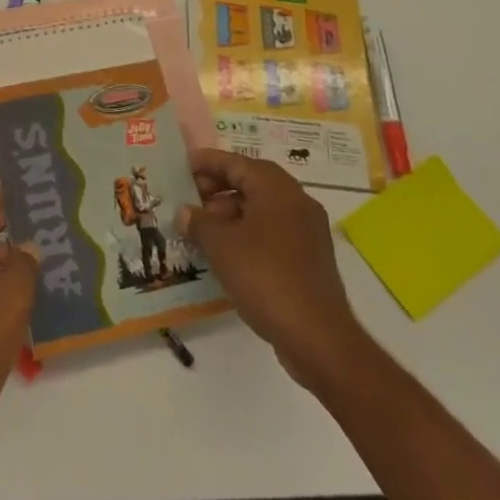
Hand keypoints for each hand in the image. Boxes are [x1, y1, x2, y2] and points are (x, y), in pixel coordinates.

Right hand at [179, 148, 364, 391]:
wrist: (317, 337)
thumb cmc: (265, 277)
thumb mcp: (221, 246)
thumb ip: (199, 222)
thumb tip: (186, 212)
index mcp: (276, 188)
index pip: (235, 162)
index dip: (207, 162)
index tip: (182, 165)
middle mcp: (296, 201)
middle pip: (251, 182)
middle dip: (218, 188)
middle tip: (189, 198)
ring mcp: (307, 230)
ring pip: (262, 208)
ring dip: (231, 212)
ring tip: (202, 228)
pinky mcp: (310, 257)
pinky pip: (272, 231)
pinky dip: (248, 233)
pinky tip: (226, 252)